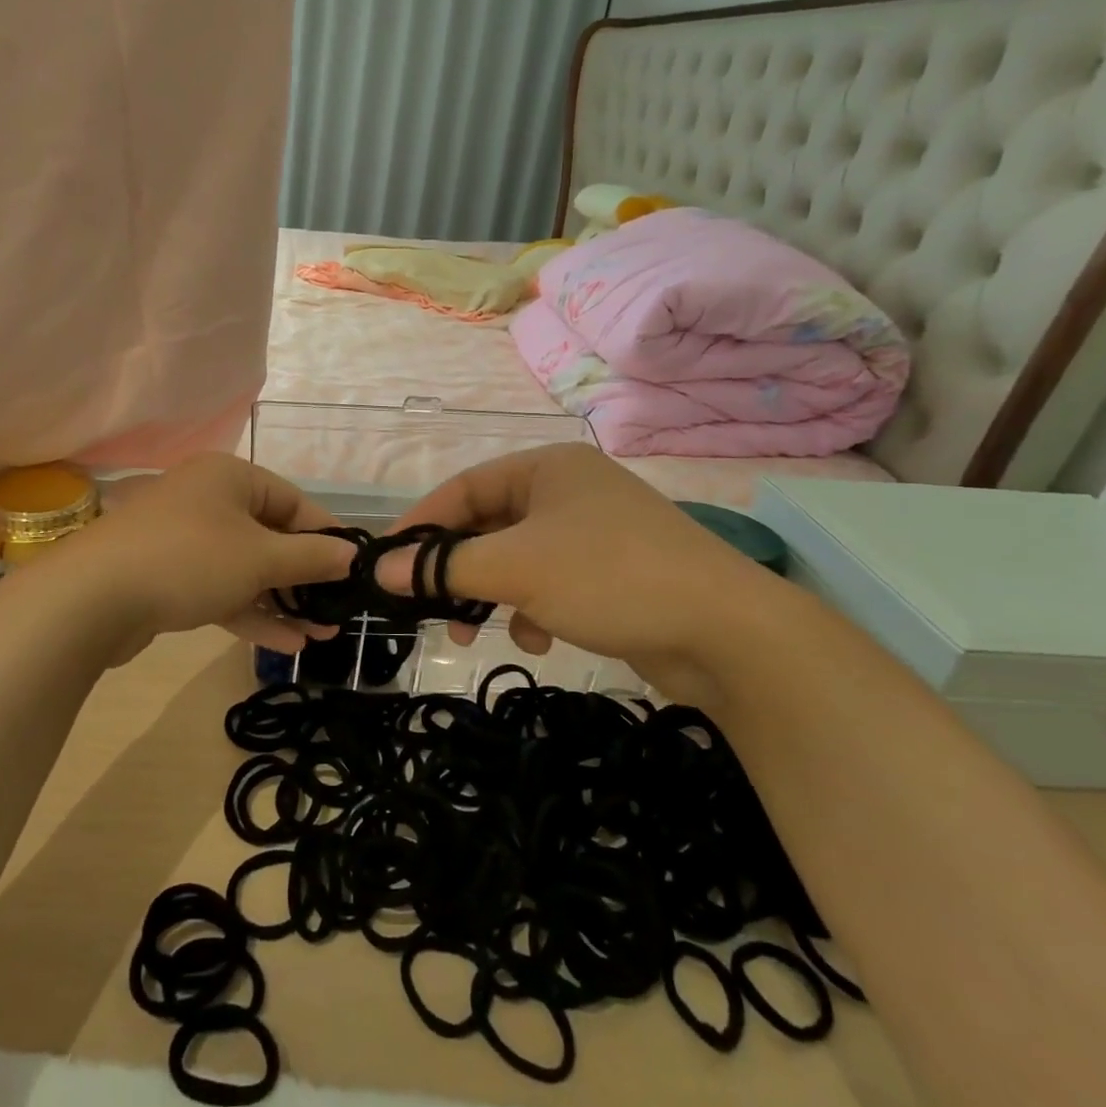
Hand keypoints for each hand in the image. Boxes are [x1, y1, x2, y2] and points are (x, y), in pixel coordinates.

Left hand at [48, 454, 357, 659]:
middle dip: (305, 577)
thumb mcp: (260, 558)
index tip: (354, 569)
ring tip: (322, 633)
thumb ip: (311, 557)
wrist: (91, 599)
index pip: (294, 502)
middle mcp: (208, 501)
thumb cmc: (189, 560)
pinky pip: (221, 589)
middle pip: (270, 536)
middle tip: (338, 608)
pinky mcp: (170, 578)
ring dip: (283, 600)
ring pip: (246, 568)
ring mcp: (185, 541)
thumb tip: (354, 554)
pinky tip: (288, 644)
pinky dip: (251, 612)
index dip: (326, 536)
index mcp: (230, 478)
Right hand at [376, 444, 789, 703]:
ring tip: (471, 633)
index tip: (384, 561)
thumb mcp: (515, 568)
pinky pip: (551, 583)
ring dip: (490, 595)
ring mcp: (595, 533)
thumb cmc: (608, 576)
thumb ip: (442, 567)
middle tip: (425, 605)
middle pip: (489, 525)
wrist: (726, 632)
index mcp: (548, 467)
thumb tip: (379, 571)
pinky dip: (533, 609)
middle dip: (455, 569)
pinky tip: (540, 639)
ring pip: (517, 559)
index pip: (463, 487)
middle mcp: (570, 491)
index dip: (420, 524)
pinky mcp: (613, 574)